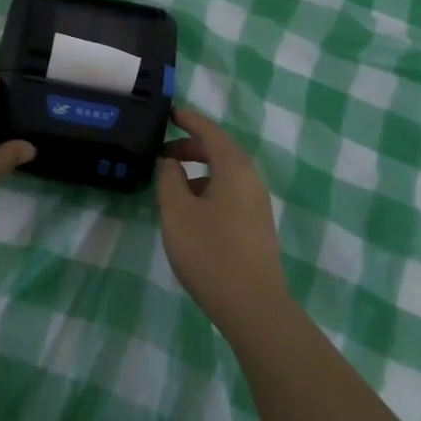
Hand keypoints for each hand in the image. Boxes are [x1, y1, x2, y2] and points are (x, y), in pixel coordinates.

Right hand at [156, 106, 288, 331]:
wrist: (254, 307)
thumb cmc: (210, 252)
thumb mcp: (177, 212)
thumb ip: (169, 180)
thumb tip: (170, 163)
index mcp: (234, 168)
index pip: (210, 131)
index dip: (188, 120)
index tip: (169, 113)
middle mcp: (251, 180)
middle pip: (220, 151)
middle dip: (191, 147)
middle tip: (162, 153)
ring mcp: (257, 205)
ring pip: (225, 175)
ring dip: (198, 171)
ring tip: (171, 186)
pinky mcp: (257, 228)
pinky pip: (230, 194)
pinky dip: (208, 190)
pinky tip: (190, 213)